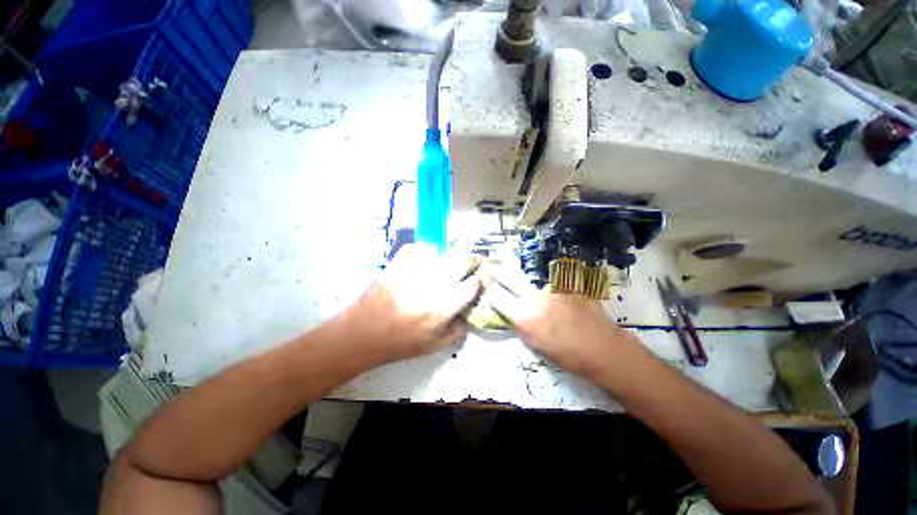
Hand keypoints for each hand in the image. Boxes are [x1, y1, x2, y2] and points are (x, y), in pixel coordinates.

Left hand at [342, 244, 481, 363]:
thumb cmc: (400, 343)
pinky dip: (425, 252)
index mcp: (443, 307)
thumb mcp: (434, 346)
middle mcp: (432, 285)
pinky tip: (425, 260)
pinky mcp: (398, 264)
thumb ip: (458, 331)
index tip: (477, 281)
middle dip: (472, 261)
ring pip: (443, 252)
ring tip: (449, 263)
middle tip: (471, 264)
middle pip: (462, 261)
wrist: (364, 333)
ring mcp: (413, 271)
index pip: (472, 285)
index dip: (479, 281)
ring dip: (451, 257)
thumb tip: (467, 313)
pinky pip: (418, 248)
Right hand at [485, 266, 640, 377]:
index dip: (489, 290)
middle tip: (496, 270)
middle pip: (508, 275)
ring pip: (532, 278)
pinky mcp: (568, 283)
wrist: (602, 349)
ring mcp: (553, 286)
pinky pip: (552, 280)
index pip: (495, 293)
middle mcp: (535, 296)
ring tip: (540, 293)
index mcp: (523, 315)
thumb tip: (508, 309)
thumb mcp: (533, 343)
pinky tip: (560, 297)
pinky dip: (551, 286)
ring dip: (529, 283)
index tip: (488, 287)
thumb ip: (518, 322)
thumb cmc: (566, 354)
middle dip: (499, 272)